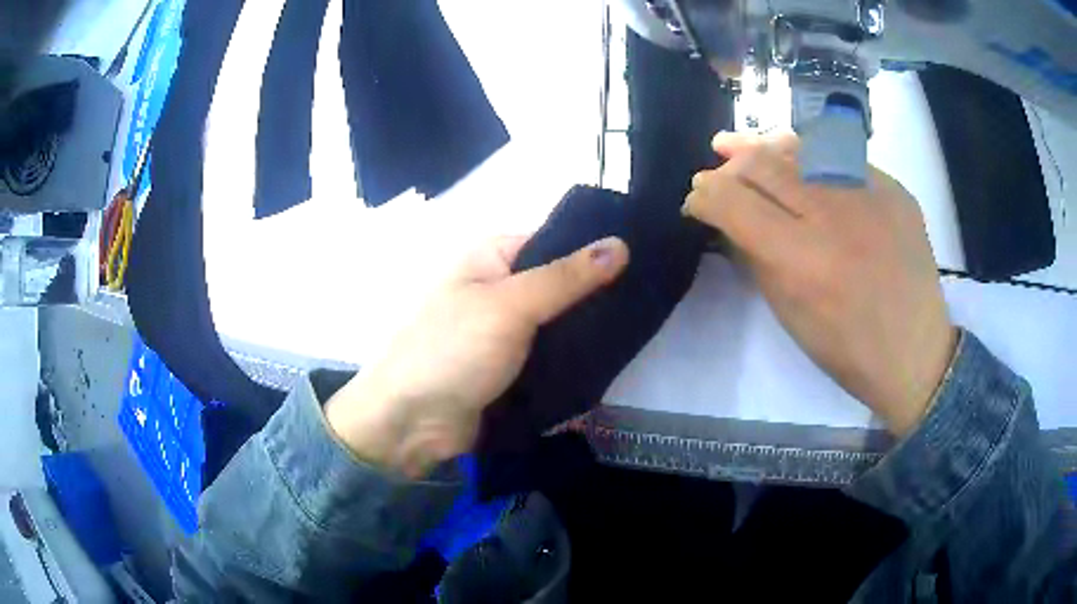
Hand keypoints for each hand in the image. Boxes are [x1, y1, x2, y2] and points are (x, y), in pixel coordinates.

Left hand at [325, 235, 629, 477]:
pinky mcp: (515, 367)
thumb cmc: (451, 351)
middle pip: (562, 284)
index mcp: (493, 257)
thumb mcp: (509, 306)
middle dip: (599, 295)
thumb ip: (565, 278)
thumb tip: (621, 244)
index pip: (557, 240)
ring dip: (590, 330)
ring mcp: (509, 331)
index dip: (596, 248)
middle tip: (649, 301)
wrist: (412, 424)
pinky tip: (615, 359)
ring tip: (643, 329)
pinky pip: (553, 355)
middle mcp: (501, 287)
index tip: (646, 259)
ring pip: (561, 323)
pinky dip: (577, 358)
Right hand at [685, 132, 956, 435]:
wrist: (915, 351)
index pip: (733, 202)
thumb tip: (726, 217)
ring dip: (763, 149)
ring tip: (743, 149)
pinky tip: (797, 160)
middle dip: (729, 167)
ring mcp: (870, 195)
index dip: (704, 195)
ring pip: (800, 148)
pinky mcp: (893, 188)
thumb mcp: (789, 314)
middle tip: (717, 173)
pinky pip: (840, 156)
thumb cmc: (847, 349)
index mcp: (803, 261)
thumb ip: (755, 257)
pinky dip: (809, 155)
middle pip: (762, 165)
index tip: (696, 200)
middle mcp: (834, 216)